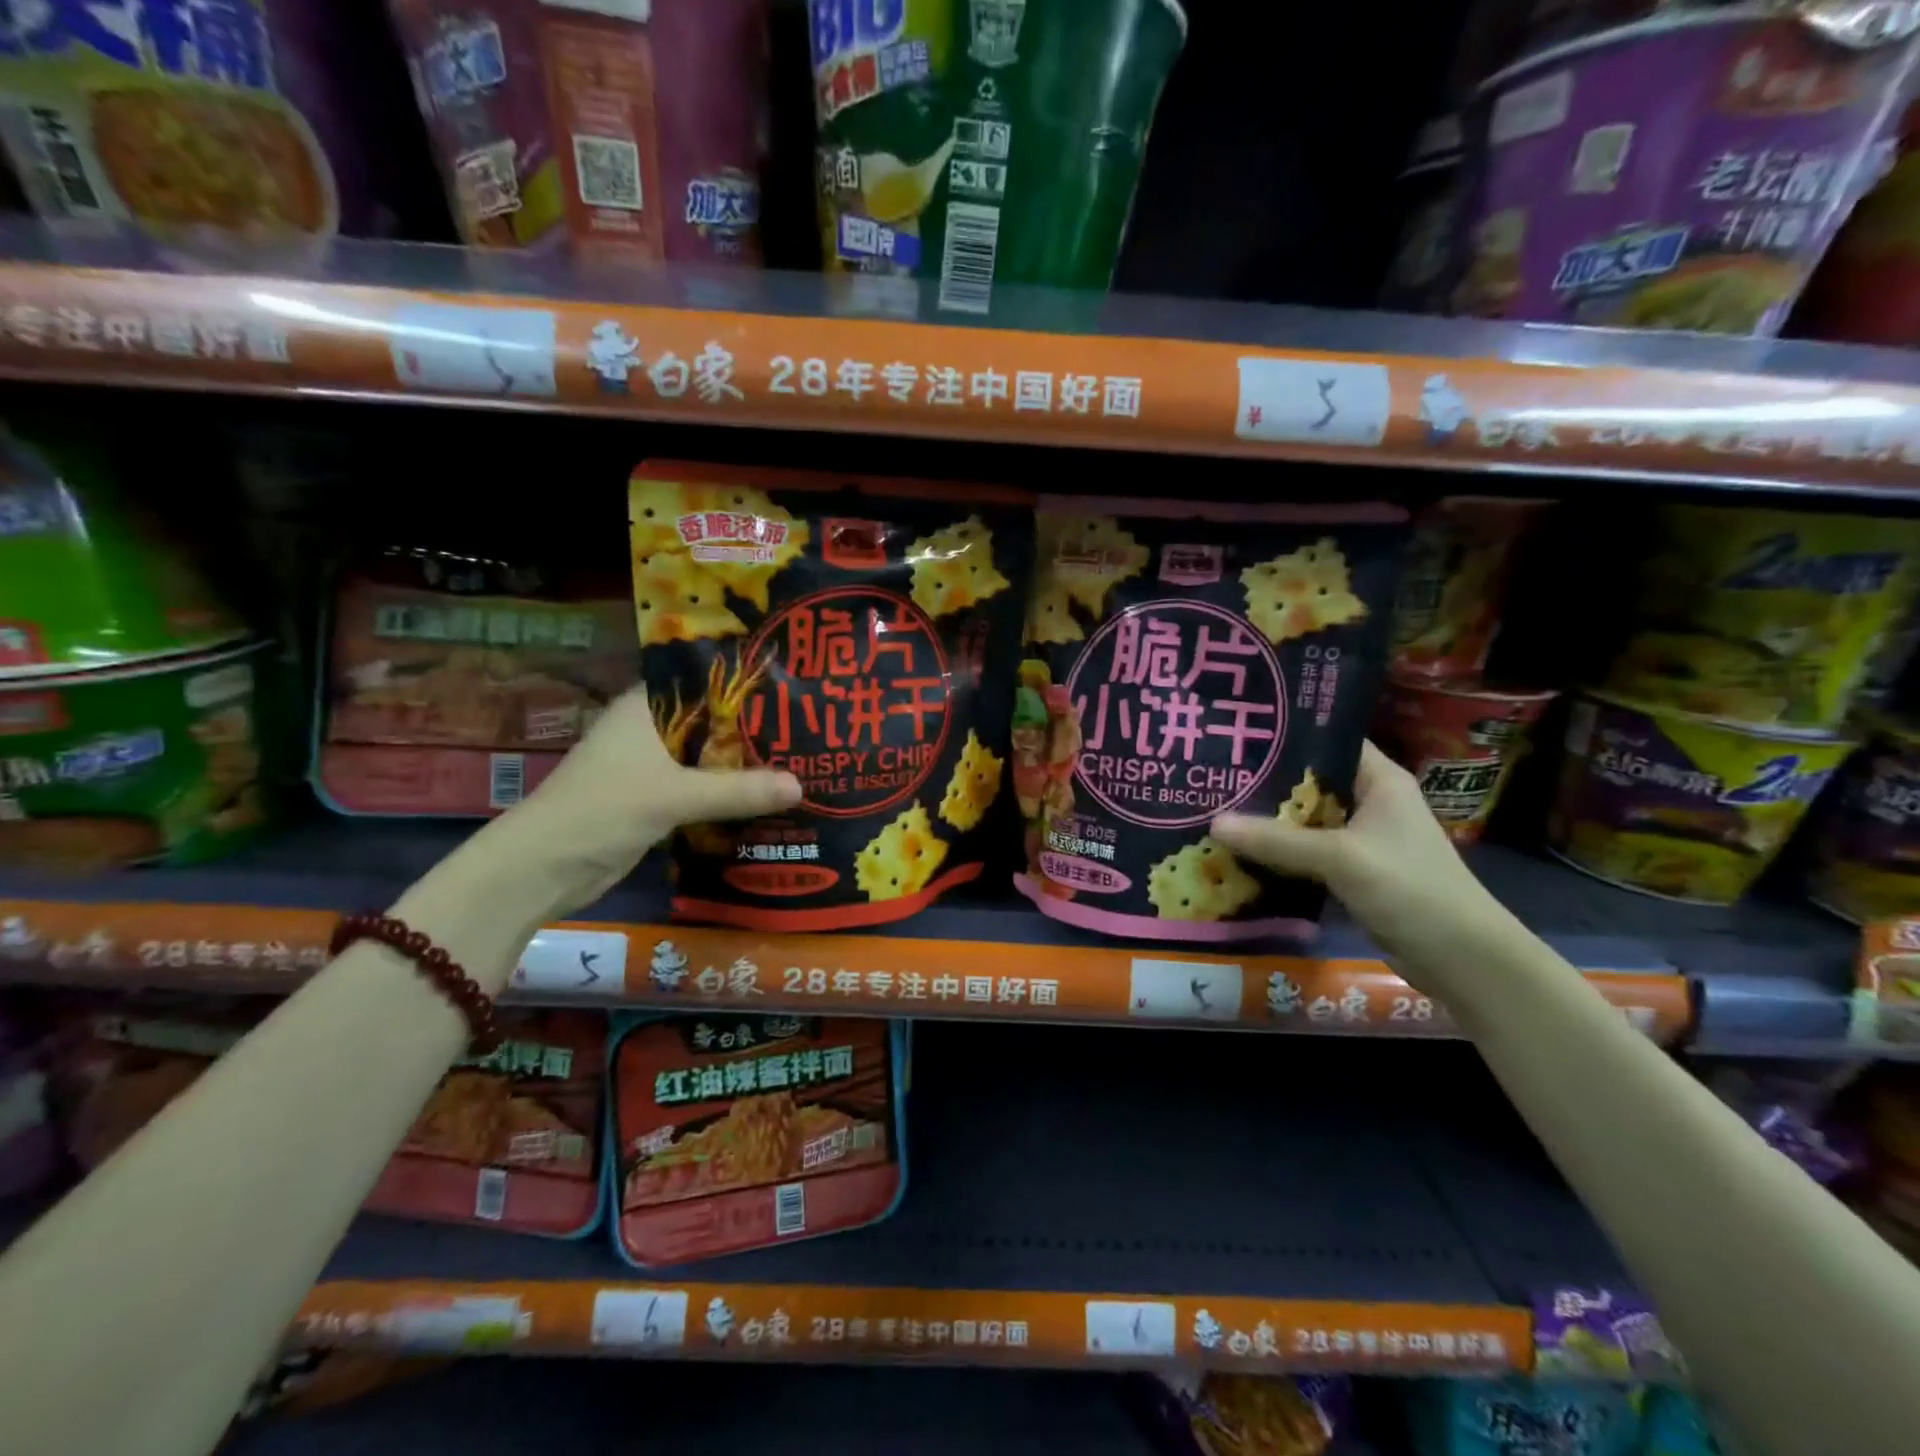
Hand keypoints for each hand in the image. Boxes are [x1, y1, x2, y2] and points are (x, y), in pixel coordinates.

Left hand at [510, 687, 800, 912]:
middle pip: (713, 721)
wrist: (543, 869)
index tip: (795, 687)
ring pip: (709, 756)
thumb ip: (738, 791)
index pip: (705, 680)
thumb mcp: (675, 796)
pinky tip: (767, 796)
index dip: (747, 682)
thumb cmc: (603, 811)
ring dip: (744, 763)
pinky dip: (729, 791)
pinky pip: (702, 787)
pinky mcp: (655, 798)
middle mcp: (650, 728)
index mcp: (646, 707)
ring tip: (801, 758)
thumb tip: (802, 786)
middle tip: (811, 727)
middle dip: (755, 727)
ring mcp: (651, 765)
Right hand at [1210, 743, 1500, 970]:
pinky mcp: (1352, 872)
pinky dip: (1279, 852)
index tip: (1240, 733)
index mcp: (1380, 780)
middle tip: (1214, 773)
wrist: (1461, 959)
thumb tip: (1214, 822)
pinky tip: (1240, 850)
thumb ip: (1277, 840)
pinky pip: (1306, 853)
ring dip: (1268, 821)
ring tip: (1216, 807)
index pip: (1330, 740)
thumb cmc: (1410, 889)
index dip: (1288, 734)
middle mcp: (1370, 802)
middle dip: (1265, 781)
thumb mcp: (1340, 859)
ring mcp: (1361, 839)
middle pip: (1310, 782)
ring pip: (1305, 820)